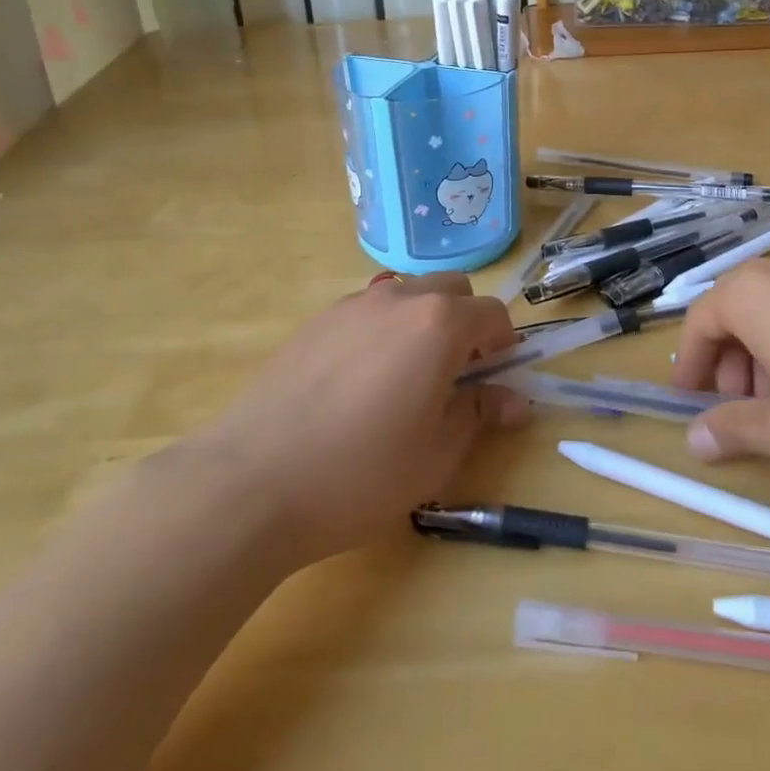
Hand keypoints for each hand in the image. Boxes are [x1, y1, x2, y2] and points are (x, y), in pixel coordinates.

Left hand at [192, 273, 527, 564]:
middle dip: (466, 323)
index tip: (497, 380)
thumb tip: (516, 400)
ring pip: (407, 293)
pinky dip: (383, 330)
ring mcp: (353, 304)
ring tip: (405, 378)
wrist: (253, 480)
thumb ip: (479, 413)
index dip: (504, 346)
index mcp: (438, 324)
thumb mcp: (436, 454)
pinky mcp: (317, 320)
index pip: (492, 314)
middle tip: (455, 376)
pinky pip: (368, 310)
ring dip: (423, 321)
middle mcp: (399, 298)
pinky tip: (360, 382)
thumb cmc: (361, 473)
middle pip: (451, 290)